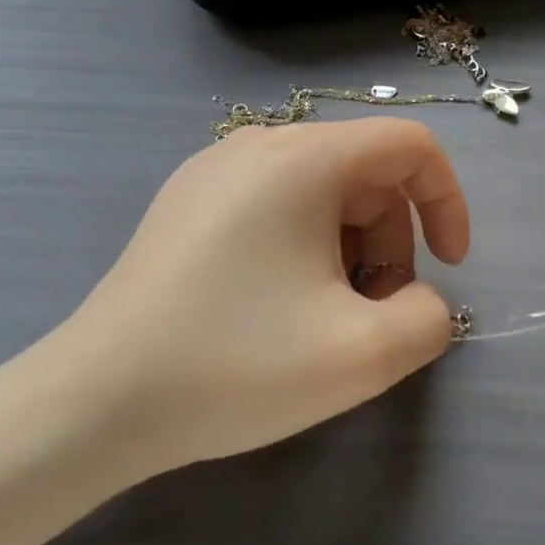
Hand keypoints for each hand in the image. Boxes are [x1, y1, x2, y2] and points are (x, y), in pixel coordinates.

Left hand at [24, 118, 470, 485]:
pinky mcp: (186, 202)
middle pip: (365, 172)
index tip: (448, 268)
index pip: (410, 146)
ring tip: (325, 315)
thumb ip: (429, 319)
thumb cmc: (235, 365)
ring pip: (320, 191)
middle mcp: (258, 144)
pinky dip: (303, 245)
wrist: (95, 401)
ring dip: (349, 247)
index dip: (447, 202)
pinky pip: (274, 203)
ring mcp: (212, 169)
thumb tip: (418, 299)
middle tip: (374, 312)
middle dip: (393, 240)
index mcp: (303, 158)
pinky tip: (275, 305)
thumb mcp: (362, 356)